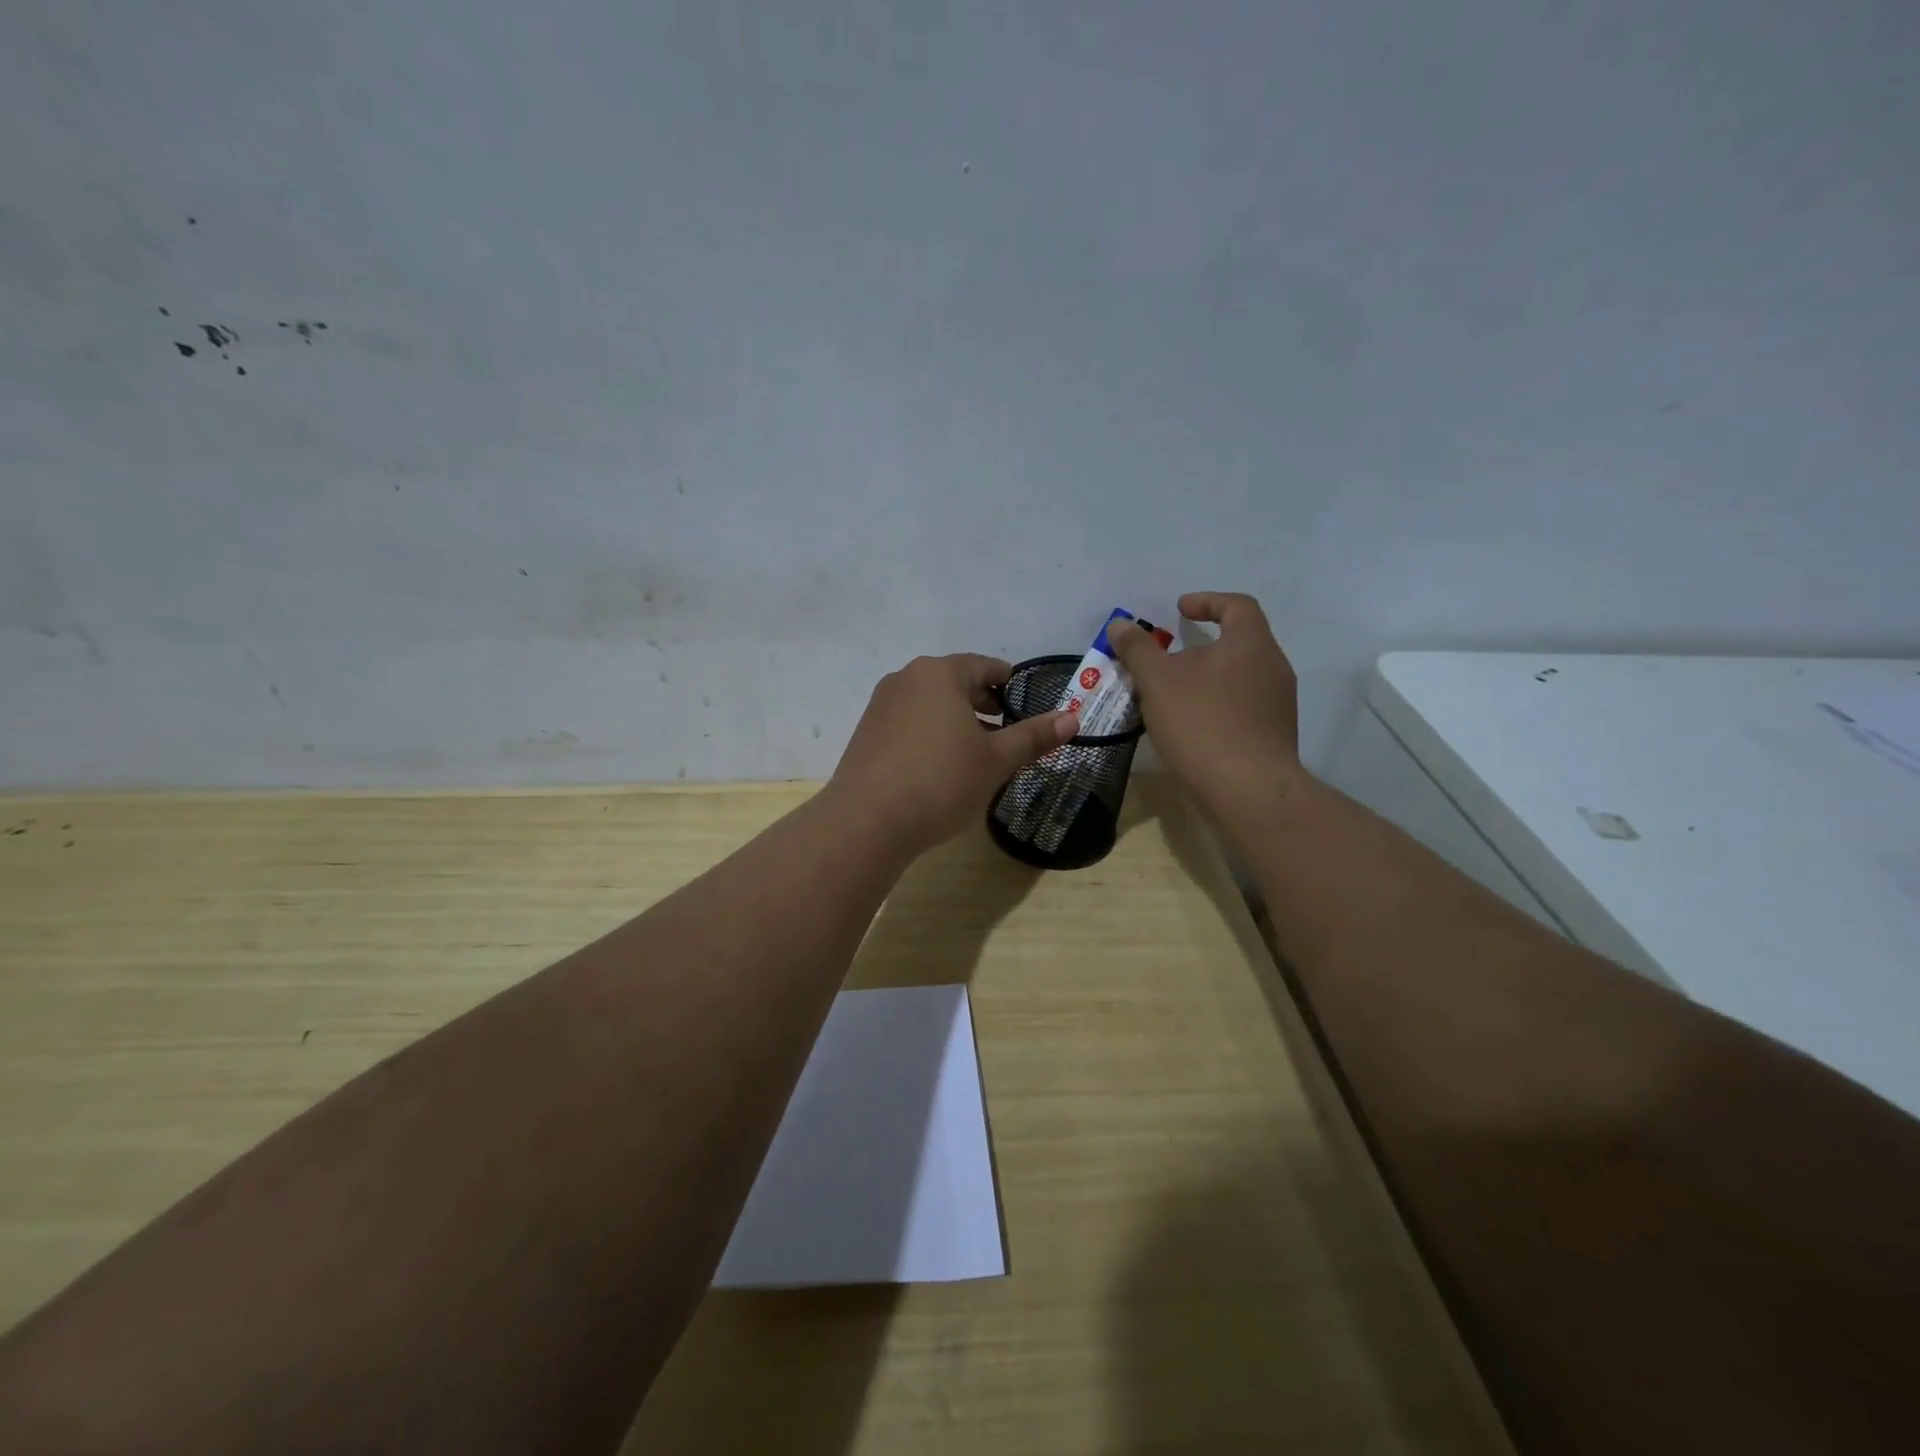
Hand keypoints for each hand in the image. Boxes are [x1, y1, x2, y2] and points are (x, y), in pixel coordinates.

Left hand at [827, 654, 1078, 856]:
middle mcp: (906, 679)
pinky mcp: (866, 733)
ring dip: (955, 719)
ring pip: (929, 703)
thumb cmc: (941, 781)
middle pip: (954, 682)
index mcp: (940, 674)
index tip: (1022, 699)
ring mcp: (881, 705)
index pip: (983, 666)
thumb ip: (1033, 736)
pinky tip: (939, 764)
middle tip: (1005, 727)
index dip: (1007, 681)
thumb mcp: (996, 760)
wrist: (868, 821)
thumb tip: (1073, 717)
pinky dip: (930, 733)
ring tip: (975, 750)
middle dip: (982, 702)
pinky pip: (908, 722)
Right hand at [1107, 593, 1304, 817]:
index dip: (1207, 601)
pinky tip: (1192, 726)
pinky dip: (1217, 705)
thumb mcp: (1158, 681)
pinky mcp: (1275, 734)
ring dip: (1207, 679)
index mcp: (1251, 643)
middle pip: (1238, 643)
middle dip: (1200, 647)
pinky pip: (1243, 706)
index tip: (1179, 610)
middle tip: (1167, 661)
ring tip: (1173, 696)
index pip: (1237, 606)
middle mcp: (1274, 667)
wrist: (1248, 789)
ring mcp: (1279, 703)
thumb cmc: (1202, 723)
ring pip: (1239, 677)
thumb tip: (1120, 624)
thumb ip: (1138, 649)